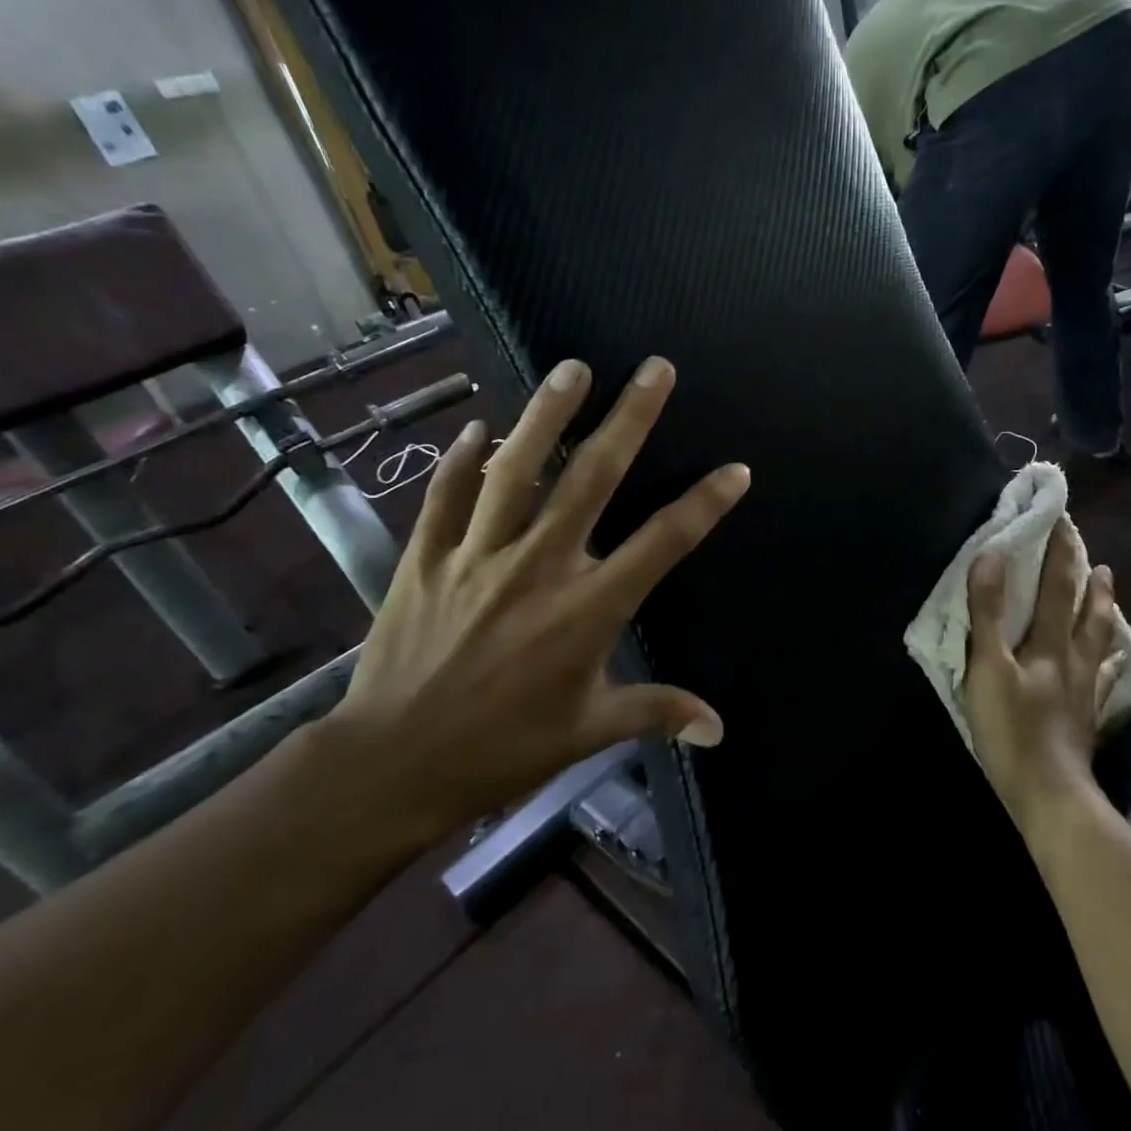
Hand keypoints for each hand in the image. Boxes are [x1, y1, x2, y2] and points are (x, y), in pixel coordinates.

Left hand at [320, 356, 748, 845]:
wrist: (394, 762)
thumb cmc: (504, 748)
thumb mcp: (589, 731)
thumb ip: (657, 712)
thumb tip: (719, 729)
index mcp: (588, 608)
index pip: (662, 542)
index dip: (705, 503)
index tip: (736, 469)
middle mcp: (538, 565)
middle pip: (592, 478)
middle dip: (630, 419)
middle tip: (654, 369)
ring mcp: (477, 555)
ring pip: (517, 468)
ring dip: (548, 414)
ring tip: (574, 368)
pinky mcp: (426, 558)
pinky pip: (446, 496)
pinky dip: (462, 459)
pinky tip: (479, 426)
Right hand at [961, 522, 1118, 830]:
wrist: (1049, 792)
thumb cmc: (1011, 728)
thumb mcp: (988, 667)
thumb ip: (988, 613)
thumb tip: (991, 556)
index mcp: (1051, 643)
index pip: (1057, 586)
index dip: (1058, 552)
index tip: (1060, 520)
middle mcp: (1076, 659)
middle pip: (1085, 610)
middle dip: (1085, 576)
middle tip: (1090, 553)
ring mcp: (1086, 689)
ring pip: (1100, 640)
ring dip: (1103, 611)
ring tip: (1108, 591)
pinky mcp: (1087, 715)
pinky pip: (1104, 678)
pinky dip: (1109, 662)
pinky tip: (1112, 662)